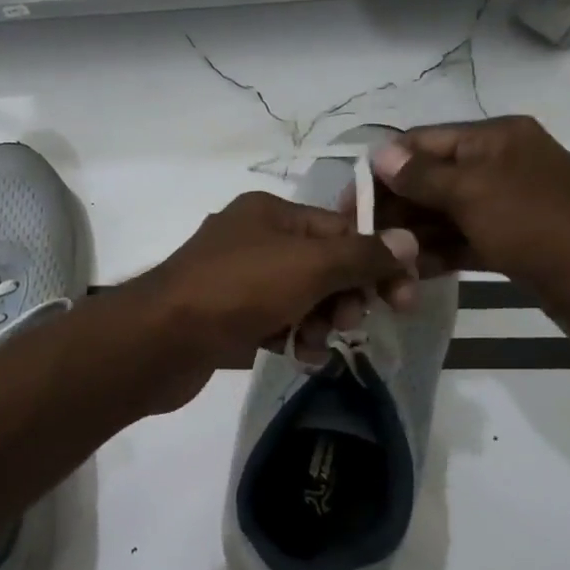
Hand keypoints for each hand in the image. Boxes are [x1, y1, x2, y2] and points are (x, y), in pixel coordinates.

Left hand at [125, 192, 420, 409]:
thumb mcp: (309, 266)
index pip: (340, 229)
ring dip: (319, 323)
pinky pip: (274, 322)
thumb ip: (361, 255)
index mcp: (269, 213)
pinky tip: (296, 356)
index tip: (403, 299)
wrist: (161, 339)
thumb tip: (408, 240)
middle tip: (351, 323)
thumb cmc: (238, 290)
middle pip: (321, 265)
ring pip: (300, 298)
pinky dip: (290, 337)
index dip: (375, 261)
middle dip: (344, 296)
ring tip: (315, 345)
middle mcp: (252, 239)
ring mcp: (236, 279)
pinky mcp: (226, 316)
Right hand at [362, 116, 569, 327]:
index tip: (348, 205)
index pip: (421, 143)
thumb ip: (423, 175)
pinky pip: (461, 244)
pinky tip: (409, 277)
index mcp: (494, 140)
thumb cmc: (542, 229)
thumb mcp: (475, 193)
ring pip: (442, 217)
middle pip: (428, 181)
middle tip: (360, 244)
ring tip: (382, 268)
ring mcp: (505, 208)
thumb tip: (379, 153)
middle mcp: (498, 167)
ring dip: (411, 239)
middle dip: (394, 210)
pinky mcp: (511, 245)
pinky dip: (436, 256)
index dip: (381, 170)